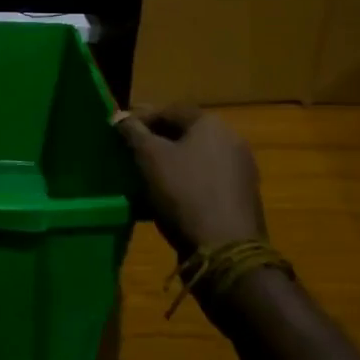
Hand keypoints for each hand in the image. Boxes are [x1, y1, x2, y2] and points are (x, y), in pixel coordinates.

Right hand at [113, 105, 265, 258]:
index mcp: (211, 124)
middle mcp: (231, 140)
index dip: (142, 118)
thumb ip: (133, 132)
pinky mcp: (240, 198)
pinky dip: (183, 184)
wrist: (225, 249)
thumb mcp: (149, 157)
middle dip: (155, 142)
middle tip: (129, 154)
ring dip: (168, 165)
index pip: (170, 110)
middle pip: (185, 134)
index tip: (119, 131)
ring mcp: (240, 170)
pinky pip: (204, 182)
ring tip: (143, 179)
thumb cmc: (184, 193)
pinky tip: (164, 200)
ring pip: (194, 159)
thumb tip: (121, 117)